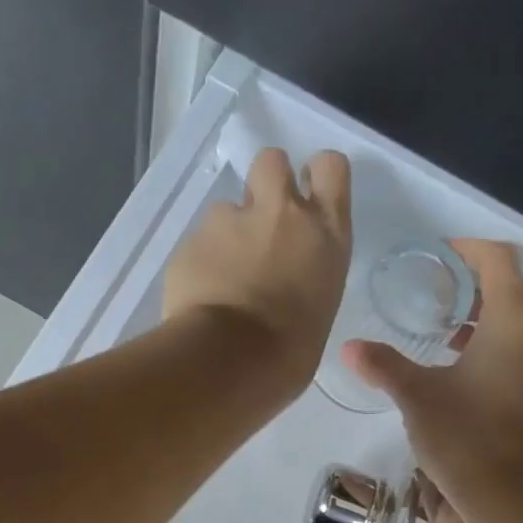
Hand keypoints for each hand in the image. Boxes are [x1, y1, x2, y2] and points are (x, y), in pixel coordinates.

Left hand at [163, 147, 351, 393]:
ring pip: (227, 208)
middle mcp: (281, 213)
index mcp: (325, 233)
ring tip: (224, 277)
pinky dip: (200, 263)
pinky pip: (198, 244)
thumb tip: (288, 282)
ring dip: (228, 234)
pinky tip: (201, 296)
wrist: (230, 361)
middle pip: (272, 161)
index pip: (331, 168)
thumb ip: (306, 275)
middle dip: (266, 183)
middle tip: (262, 224)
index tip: (309, 197)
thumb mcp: (319, 307)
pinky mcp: (191, 241)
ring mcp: (230, 221)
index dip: (317, 176)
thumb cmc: (290, 353)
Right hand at [343, 239, 522, 503]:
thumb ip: (383, 364)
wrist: (506, 495)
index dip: (470, 250)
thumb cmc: (462, 435)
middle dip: (481, 279)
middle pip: (519, 284)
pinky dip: (502, 338)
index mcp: (515, 322)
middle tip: (441, 288)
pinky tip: (466, 360)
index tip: (441, 256)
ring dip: (492, 310)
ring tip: (449, 324)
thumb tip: (349, 348)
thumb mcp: (416, 395)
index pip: (501, 261)